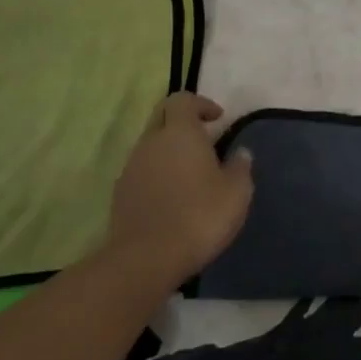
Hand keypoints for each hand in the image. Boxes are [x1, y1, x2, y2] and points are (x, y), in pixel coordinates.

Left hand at [103, 93, 253, 289]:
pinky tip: (173, 197)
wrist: (145, 260)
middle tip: (204, 140)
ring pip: (150, 145)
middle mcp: (150, 142)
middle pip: (162, 117)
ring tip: (191, 173)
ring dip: (169, 150)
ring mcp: (131, 167)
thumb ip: (240, 167)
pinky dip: (157, 173)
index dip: (201, 104)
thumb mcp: (237, 192)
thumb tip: (240, 153)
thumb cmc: (199, 217)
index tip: (218, 119)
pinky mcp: (120, 193)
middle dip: (182, 122)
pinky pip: (142, 170)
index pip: (182, 99)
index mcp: (179, 133)